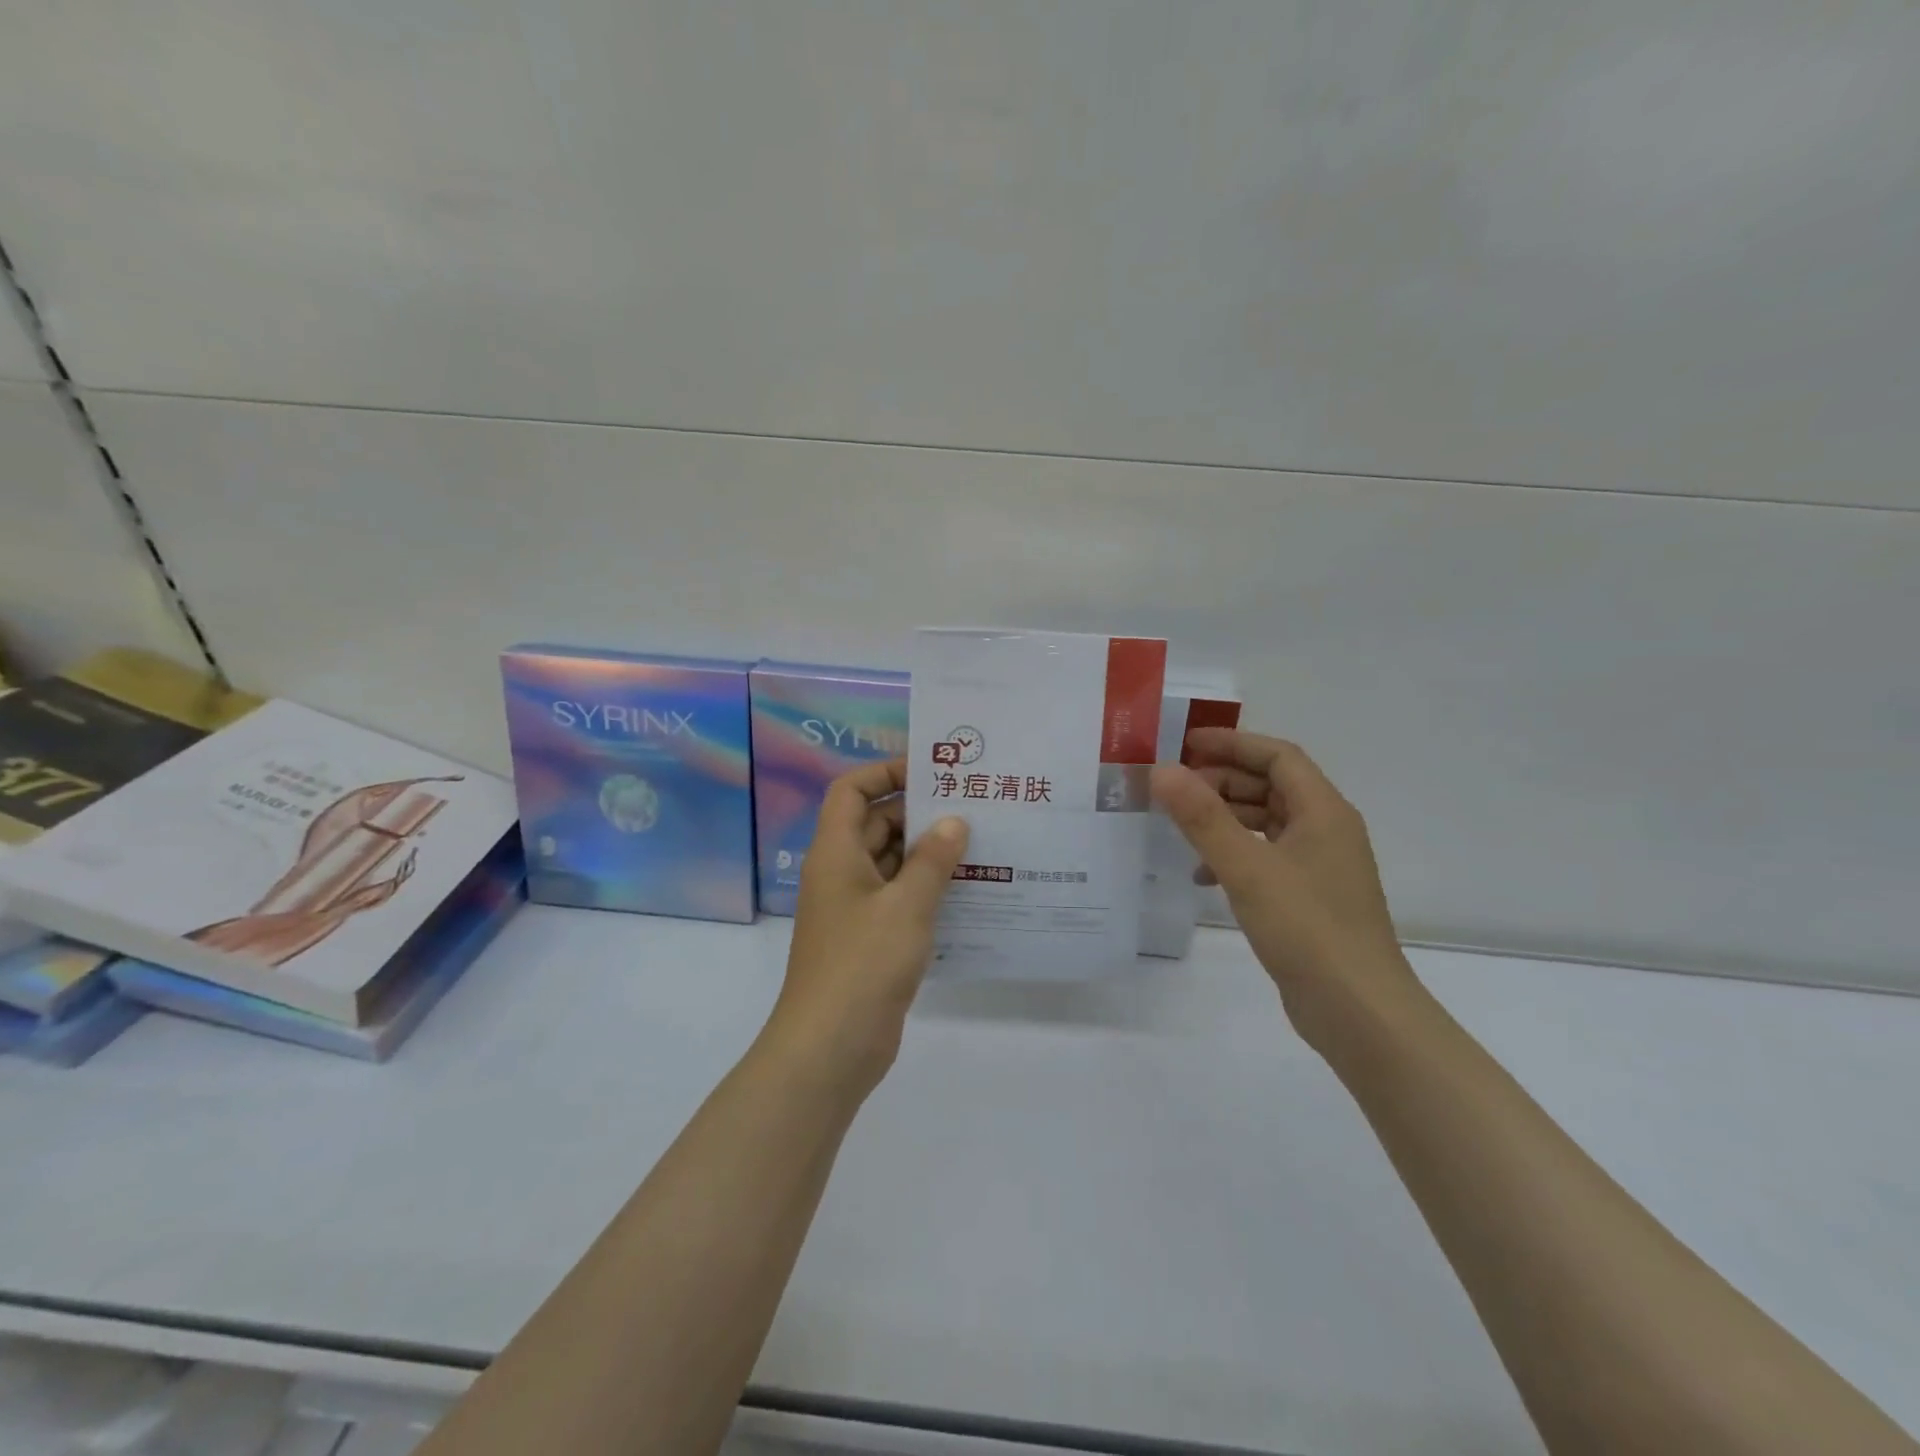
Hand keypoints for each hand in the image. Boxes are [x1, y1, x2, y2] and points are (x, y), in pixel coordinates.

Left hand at [769, 759, 968, 1094]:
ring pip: (892, 864)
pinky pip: (899, 899)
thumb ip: (933, 860)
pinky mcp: (870, 939)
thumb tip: (954, 821)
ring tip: (982, 844)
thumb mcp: (906, 906)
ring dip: (928, 854)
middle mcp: (841, 873)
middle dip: (920, 814)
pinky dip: (927, 890)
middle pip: (877, 825)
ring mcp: (854, 909)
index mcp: (836, 853)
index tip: (930, 772)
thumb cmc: (863, 964)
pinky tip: (969, 892)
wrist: (830, 1048)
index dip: (884, 772)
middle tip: (972, 808)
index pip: (851, 791)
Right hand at [1150, 731, 1415, 1049]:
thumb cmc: (1307, 928)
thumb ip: (1202, 817)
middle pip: (1271, 786)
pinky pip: (1266, 857)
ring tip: (1180, 826)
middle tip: (1174, 787)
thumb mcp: (1247, 867)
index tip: (1185, 744)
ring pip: (1267, 823)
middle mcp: (1327, 831)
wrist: (1359, 1012)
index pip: (1278, 756)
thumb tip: (1162, 770)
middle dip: (1222, 781)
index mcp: (1324, 811)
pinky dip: (1234, 854)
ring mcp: (1320, 867)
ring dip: (1225, 818)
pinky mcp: (1309, 899)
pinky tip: (1203, 875)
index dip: (1233, 743)